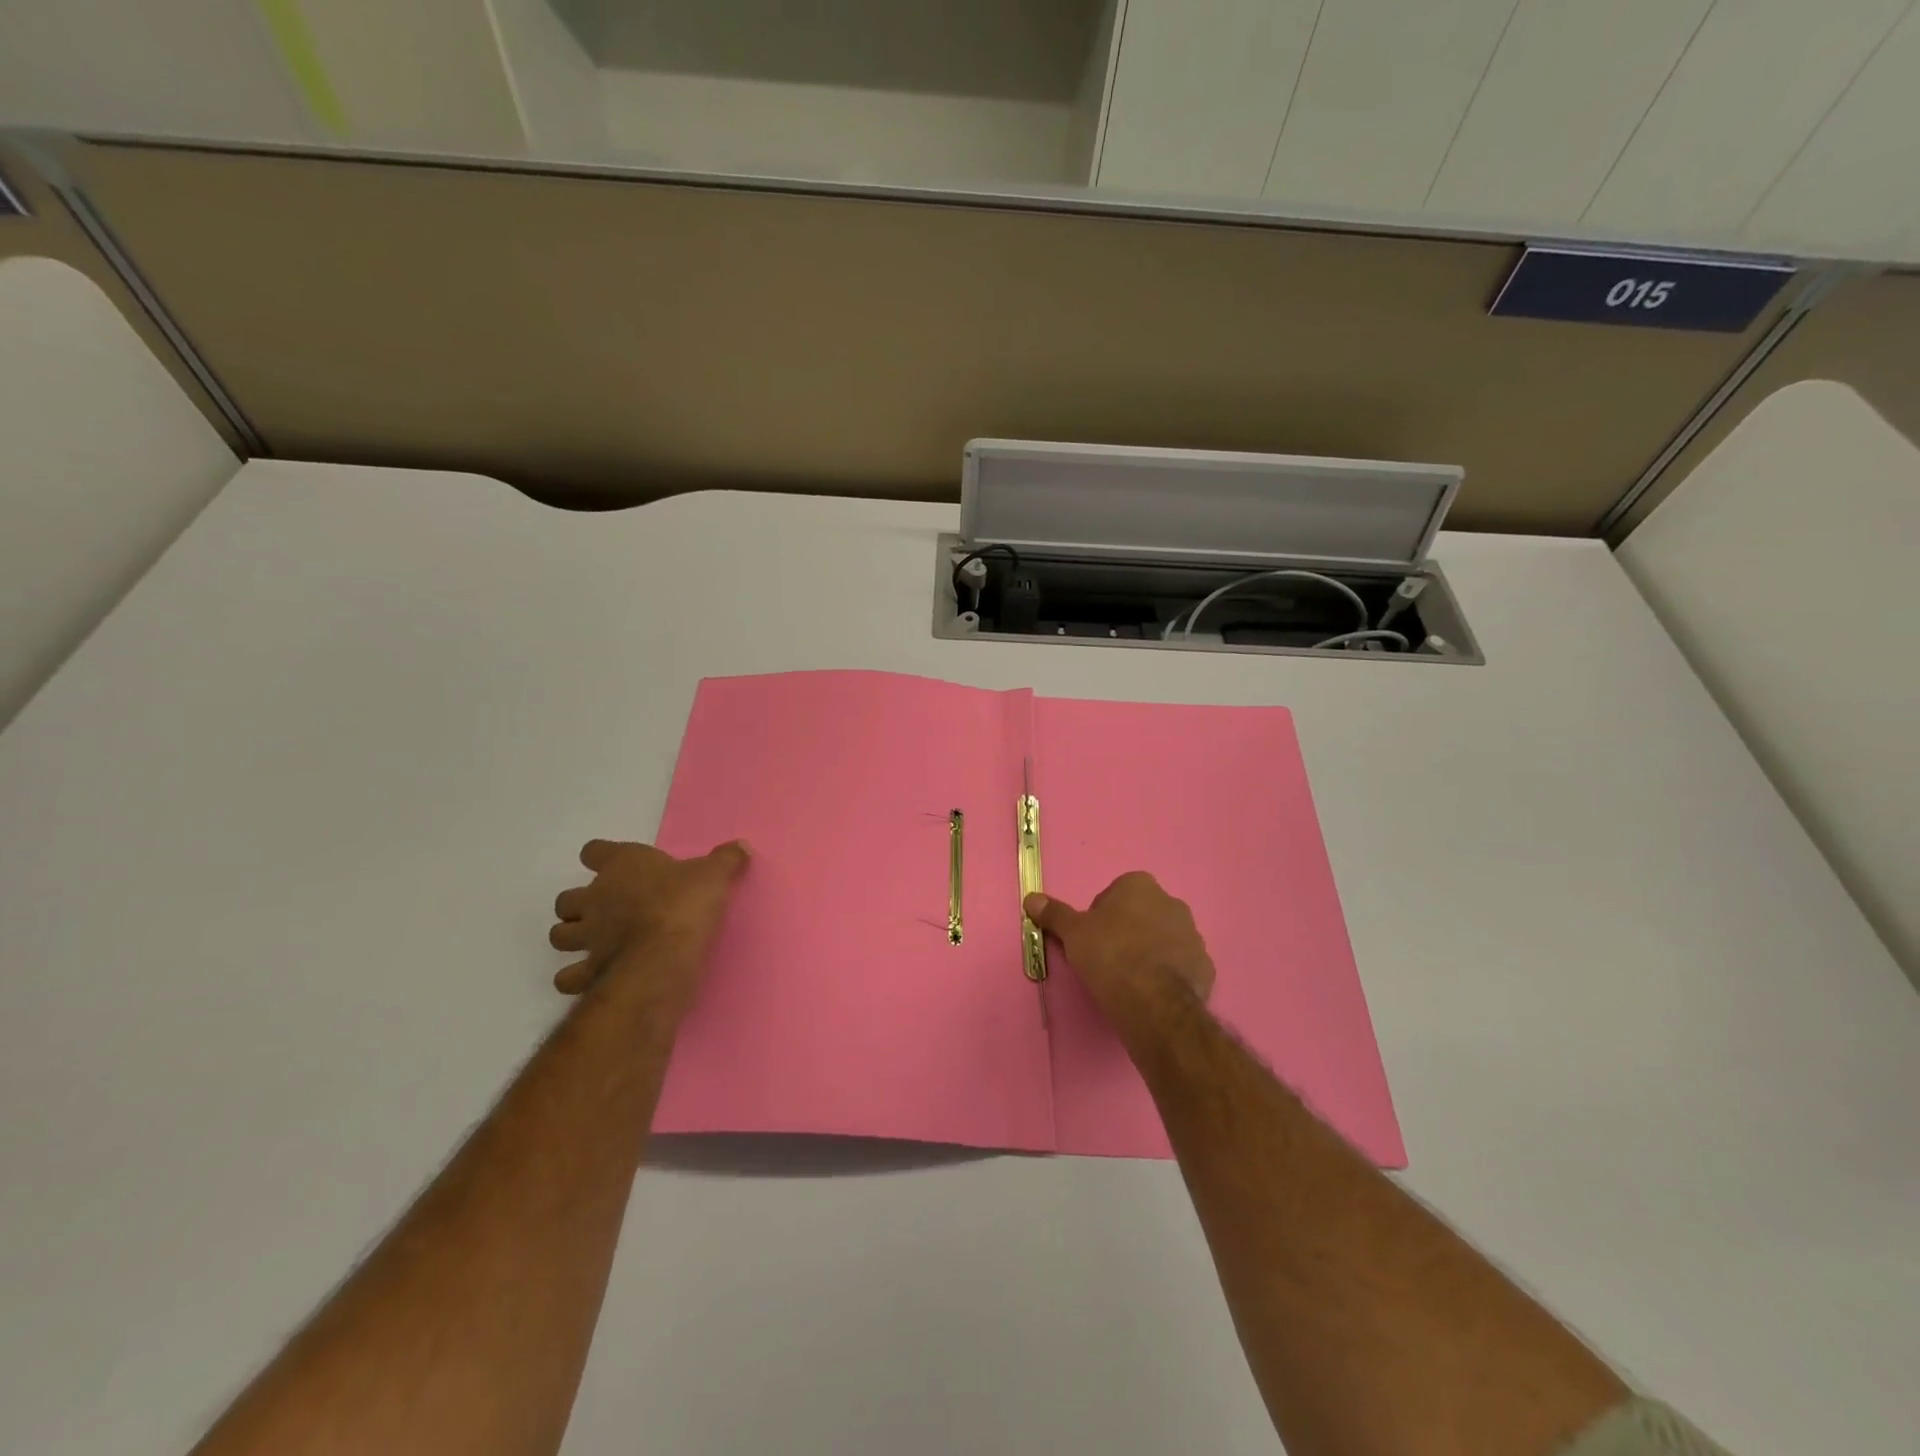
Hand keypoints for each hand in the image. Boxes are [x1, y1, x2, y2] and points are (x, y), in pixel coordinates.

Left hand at [549, 839, 749, 1007]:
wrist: (664, 956)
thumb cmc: (685, 904)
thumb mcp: (715, 875)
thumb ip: (726, 860)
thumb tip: (742, 846)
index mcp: (623, 865)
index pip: (595, 851)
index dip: (601, 857)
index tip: (614, 864)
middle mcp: (596, 898)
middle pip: (566, 898)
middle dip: (580, 904)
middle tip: (605, 910)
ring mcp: (587, 937)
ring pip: (559, 935)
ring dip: (571, 937)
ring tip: (594, 943)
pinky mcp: (588, 971)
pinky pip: (568, 977)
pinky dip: (576, 978)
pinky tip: (593, 977)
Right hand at [1025, 872, 1214, 1045]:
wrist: (1153, 1002)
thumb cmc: (1109, 956)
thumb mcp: (1073, 934)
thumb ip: (1055, 914)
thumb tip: (1031, 897)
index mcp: (1139, 885)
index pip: (1115, 895)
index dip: (1100, 918)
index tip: (1092, 941)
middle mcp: (1171, 902)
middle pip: (1142, 914)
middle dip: (1128, 932)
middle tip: (1109, 960)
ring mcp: (1193, 934)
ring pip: (1164, 939)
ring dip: (1150, 952)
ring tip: (1131, 980)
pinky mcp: (1206, 965)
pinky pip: (1182, 965)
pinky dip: (1169, 974)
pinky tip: (1152, 993)